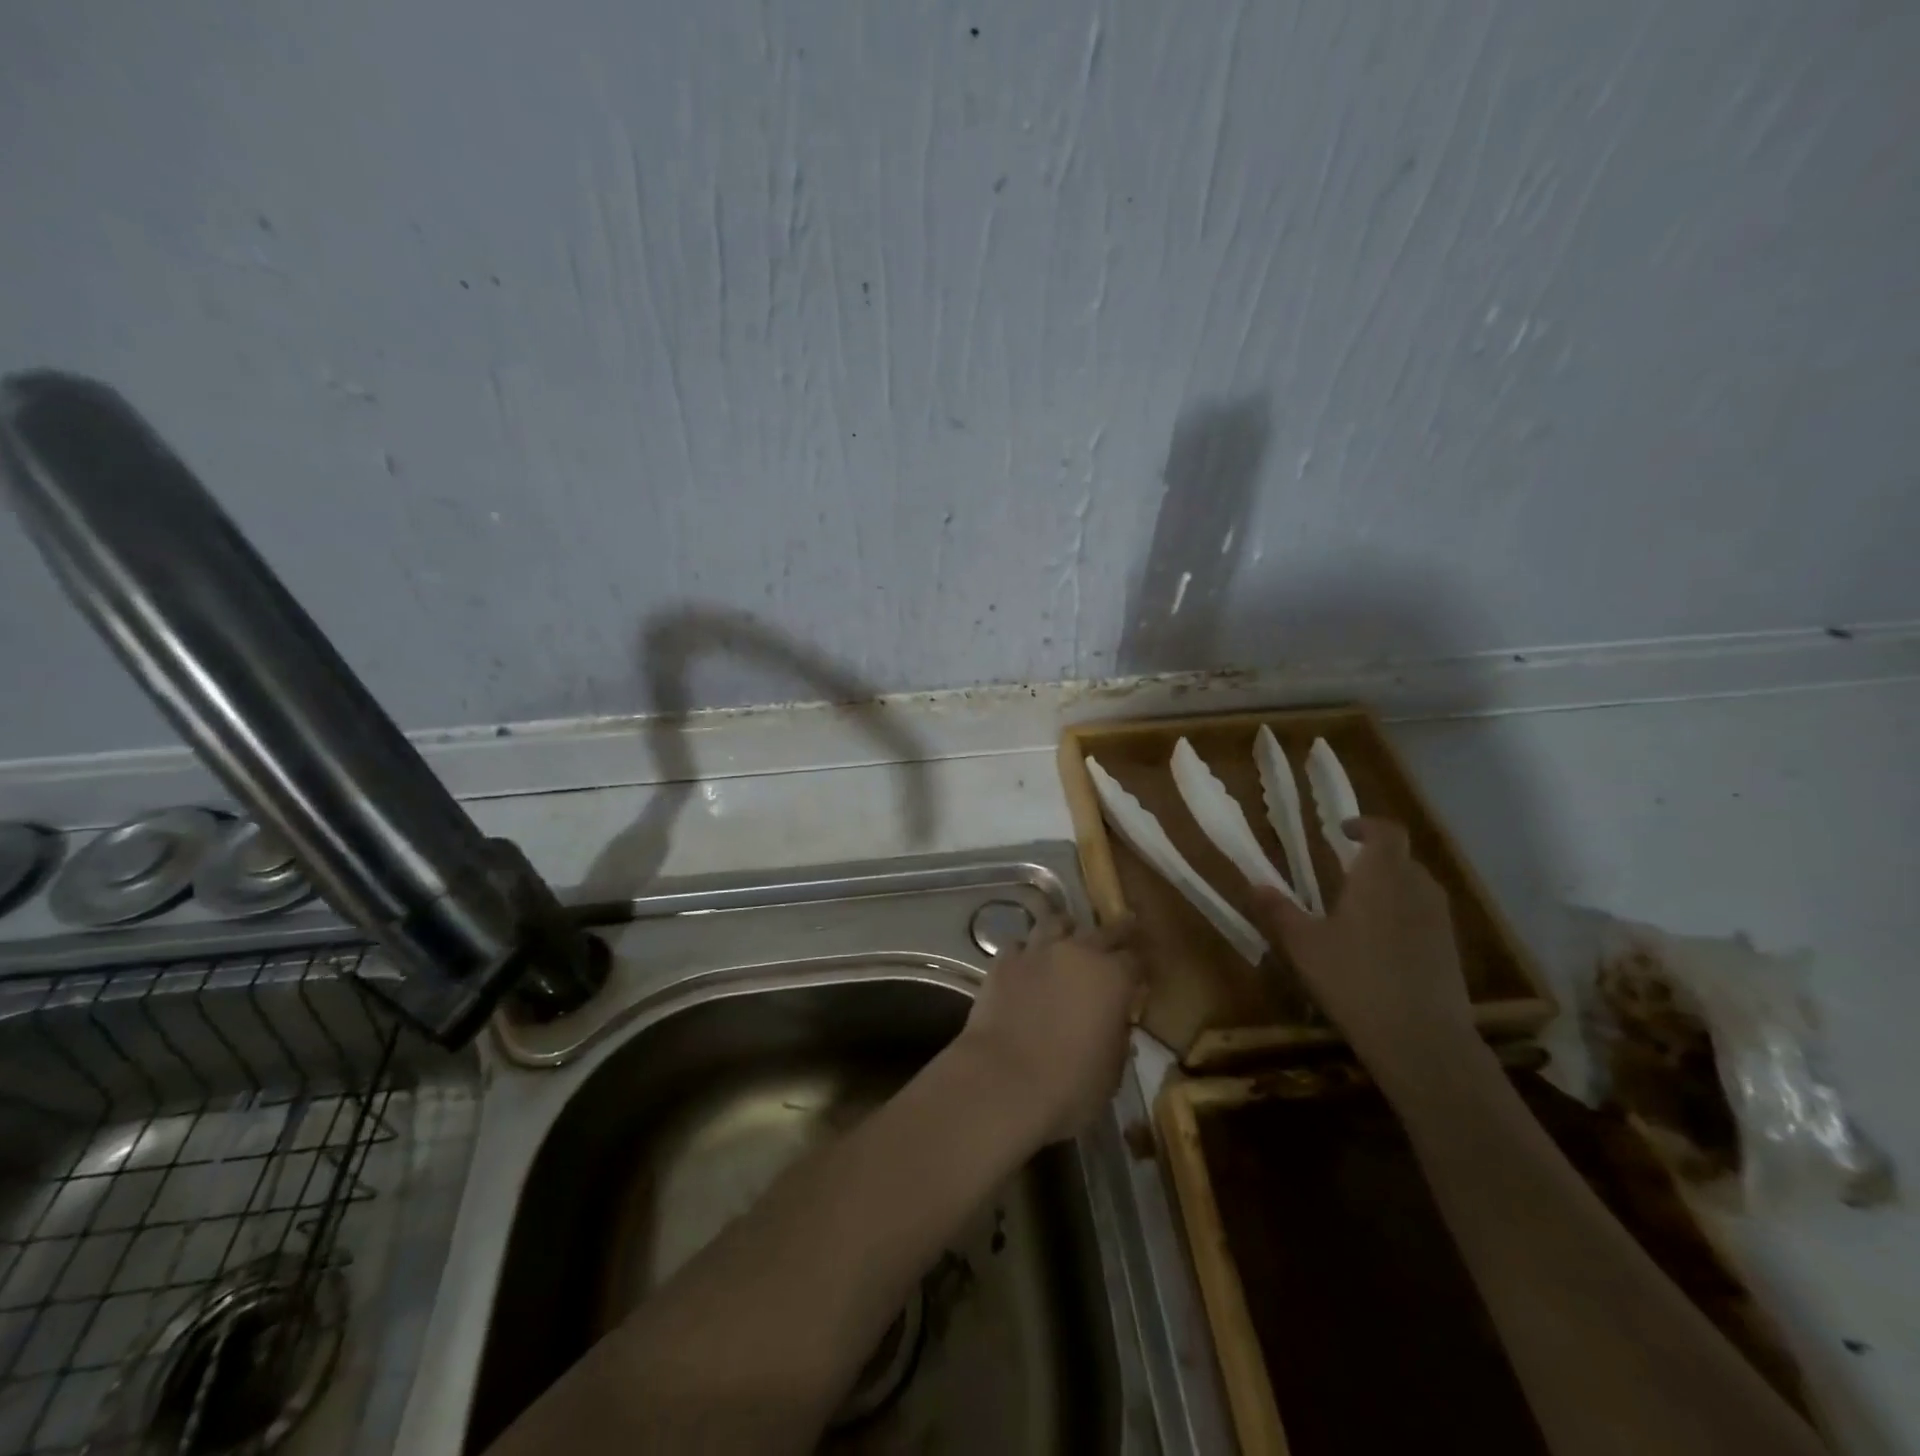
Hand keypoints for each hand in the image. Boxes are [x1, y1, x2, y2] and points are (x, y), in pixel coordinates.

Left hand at [955, 918, 1143, 1146]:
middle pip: (1103, 931)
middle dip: (1115, 932)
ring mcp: (1037, 951)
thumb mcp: (1111, 1071)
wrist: (1004, 1081)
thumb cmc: (1070, 1086)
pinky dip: (1026, 951)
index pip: (1135, 960)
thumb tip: (1115, 1024)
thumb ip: (1117, 1037)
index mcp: (1113, 978)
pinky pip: (1019, 944)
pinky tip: (1026, 962)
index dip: (1139, 967)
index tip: (1140, 974)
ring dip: (1065, 929)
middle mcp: (1078, 952)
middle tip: (1122, 931)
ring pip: (1055, 923)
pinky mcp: (1003, 961)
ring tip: (1066, 935)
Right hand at [1251, 817, 1476, 1091]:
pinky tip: (1381, 946)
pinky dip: (1405, 917)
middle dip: (1375, 859)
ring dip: (1391, 888)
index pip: (1386, 831)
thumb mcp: (1304, 945)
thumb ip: (1279, 911)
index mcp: (1381, 877)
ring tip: (1360, 909)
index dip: (1366, 825)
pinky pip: (1426, 917)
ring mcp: (1440, 921)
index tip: (1342, 832)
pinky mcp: (1451, 950)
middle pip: (1402, 859)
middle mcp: (1417, 889)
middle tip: (1344, 874)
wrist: (1422, 1039)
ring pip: (1416, 888)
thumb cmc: (1354, 979)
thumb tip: (1255, 884)